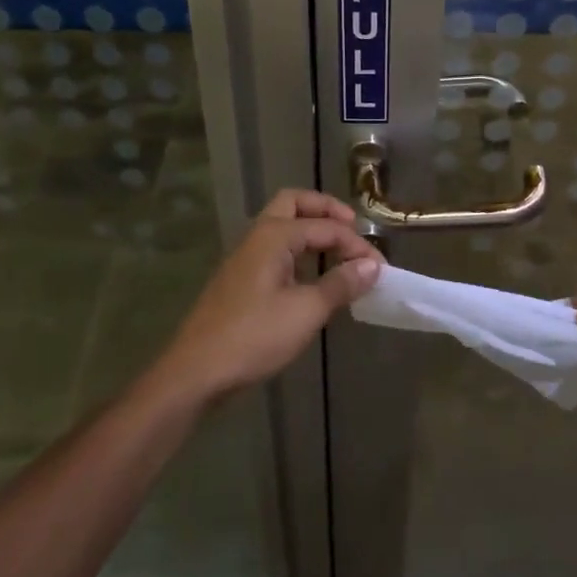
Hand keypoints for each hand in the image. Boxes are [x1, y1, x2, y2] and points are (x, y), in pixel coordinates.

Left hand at [154, 189, 380, 402]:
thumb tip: (372, 266)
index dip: (357, 244)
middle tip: (352, 229)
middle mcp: (257, 237)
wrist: (196, 372)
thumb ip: (340, 284)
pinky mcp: (240, 280)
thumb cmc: (253, 337)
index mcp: (274, 235)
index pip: (326, 227)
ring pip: (282, 226)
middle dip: (326, 211)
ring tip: (339, 253)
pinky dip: (299, 252)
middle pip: (294, 204)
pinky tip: (313, 278)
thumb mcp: (306, 312)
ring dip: (311, 231)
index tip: (381, 269)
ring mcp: (245, 258)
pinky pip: (275, 250)